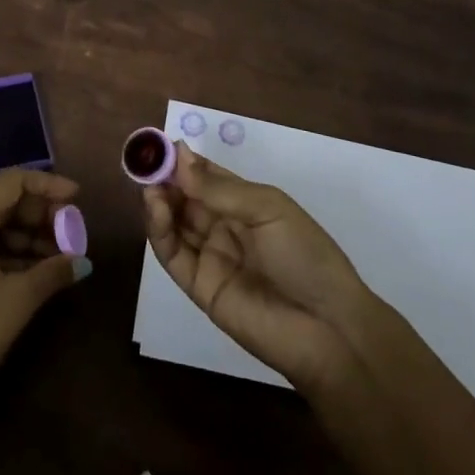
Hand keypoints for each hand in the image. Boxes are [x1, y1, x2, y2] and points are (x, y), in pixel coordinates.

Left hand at [0, 169, 85, 431]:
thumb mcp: (18, 300)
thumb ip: (53, 273)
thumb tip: (82, 262)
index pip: (13, 182)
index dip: (48, 185)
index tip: (76, 198)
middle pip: (2, 202)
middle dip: (39, 215)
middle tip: (71, 232)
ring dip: (26, 236)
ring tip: (59, 256)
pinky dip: (6, 251)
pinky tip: (34, 270)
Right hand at [145, 144, 390, 392]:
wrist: (329, 329)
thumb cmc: (306, 256)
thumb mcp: (268, 209)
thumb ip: (220, 189)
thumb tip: (178, 158)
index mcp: (246, 204)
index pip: (206, 176)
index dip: (184, 161)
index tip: (160, 145)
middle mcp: (224, 227)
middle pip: (185, 198)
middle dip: (165, 179)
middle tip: (146, 163)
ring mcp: (210, 257)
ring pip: (174, 223)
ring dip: (159, 201)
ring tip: (149, 185)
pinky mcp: (199, 287)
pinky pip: (172, 254)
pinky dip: (159, 230)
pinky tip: (155, 207)